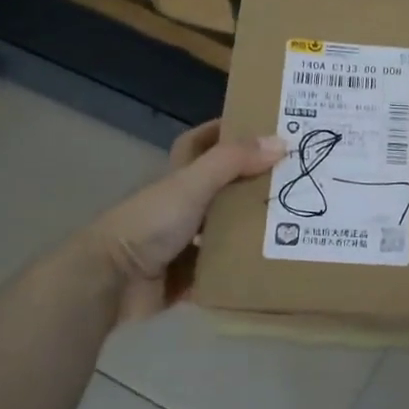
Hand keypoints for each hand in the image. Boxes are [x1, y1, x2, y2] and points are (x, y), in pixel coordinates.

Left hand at [99, 121, 284, 323]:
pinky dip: (243, 267)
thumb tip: (281, 141)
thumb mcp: (193, 184)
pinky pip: (223, 270)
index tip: (263, 127)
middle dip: (255, 183)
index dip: (225, 131)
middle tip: (297, 180)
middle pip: (223, 188)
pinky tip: (274, 263)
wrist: (112, 281)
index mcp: (179, 178)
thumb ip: (232, 161)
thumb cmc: (150, 223)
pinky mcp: (188, 276)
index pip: (200, 143)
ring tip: (296, 225)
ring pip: (227, 230)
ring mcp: (184, 243)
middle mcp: (182, 206)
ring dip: (254, 228)